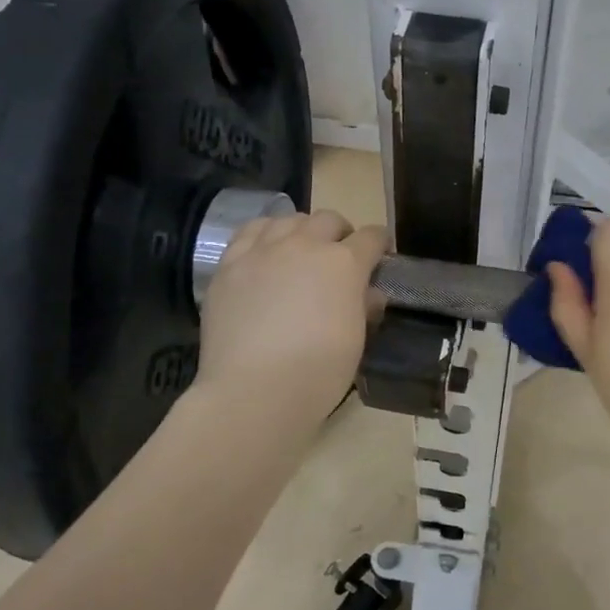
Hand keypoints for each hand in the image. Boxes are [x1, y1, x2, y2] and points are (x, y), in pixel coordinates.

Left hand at [196, 209, 385, 428]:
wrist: (254, 390)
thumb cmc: (318, 372)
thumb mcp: (355, 340)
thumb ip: (363, 307)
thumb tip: (369, 293)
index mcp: (344, 263)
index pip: (371, 237)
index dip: (379, 245)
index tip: (378, 258)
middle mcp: (305, 245)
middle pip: (328, 220)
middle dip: (340, 234)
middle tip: (338, 258)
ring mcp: (263, 250)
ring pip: (288, 219)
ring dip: (302, 230)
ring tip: (299, 252)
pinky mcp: (230, 263)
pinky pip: (250, 231)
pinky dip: (265, 235)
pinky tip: (265, 253)